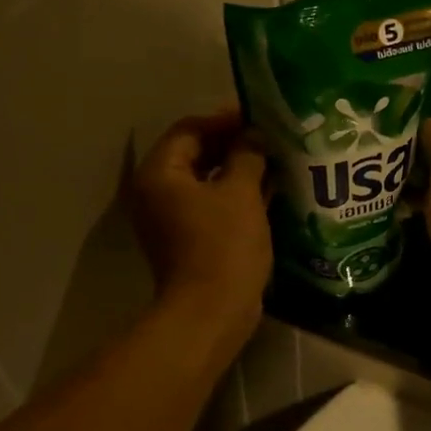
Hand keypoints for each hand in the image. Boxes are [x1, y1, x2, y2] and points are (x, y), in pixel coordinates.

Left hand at [127, 109, 270, 340]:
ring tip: (274, 164)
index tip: (260, 119)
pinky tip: (267, 193)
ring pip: (205, 182)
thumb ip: (247, 155)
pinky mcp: (187, 240)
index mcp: (160, 174)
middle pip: (194, 154)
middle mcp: (156, 193)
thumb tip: (254, 137)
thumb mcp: (240, 192)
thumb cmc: (224, 245)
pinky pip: (210, 206)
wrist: (212, 311)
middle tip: (270, 140)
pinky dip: (234, 197)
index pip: (190, 129)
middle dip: (233, 145)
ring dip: (237, 172)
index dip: (225, 120)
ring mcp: (169, 219)